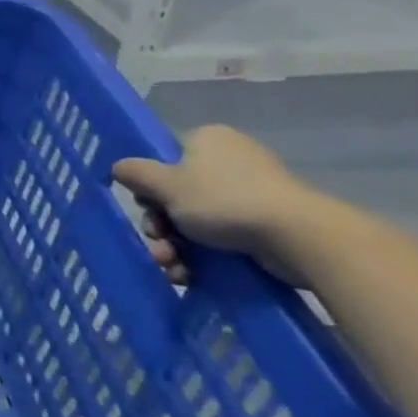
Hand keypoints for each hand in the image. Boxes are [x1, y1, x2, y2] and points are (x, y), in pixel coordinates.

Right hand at [113, 125, 316, 285]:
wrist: (299, 238)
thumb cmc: (223, 200)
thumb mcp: (165, 185)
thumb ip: (135, 174)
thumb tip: (118, 168)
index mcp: (207, 140)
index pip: (165, 161)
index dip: (150, 189)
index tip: (148, 211)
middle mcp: (230, 161)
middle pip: (177, 195)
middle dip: (161, 227)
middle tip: (159, 245)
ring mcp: (253, 193)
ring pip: (197, 221)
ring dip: (176, 247)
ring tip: (173, 269)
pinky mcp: (269, 224)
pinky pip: (224, 237)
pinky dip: (203, 257)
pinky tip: (190, 276)